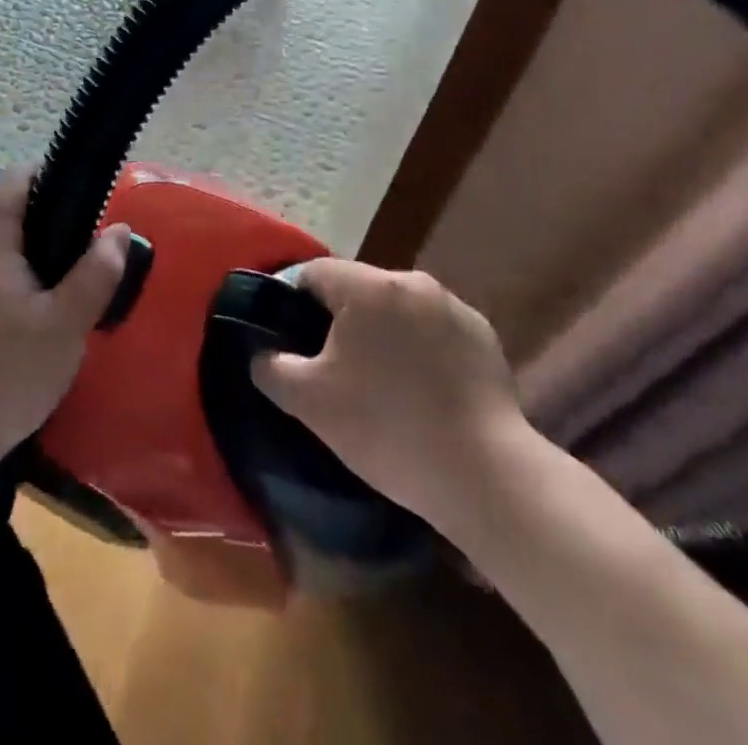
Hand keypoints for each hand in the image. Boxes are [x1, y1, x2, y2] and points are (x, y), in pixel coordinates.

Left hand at [0, 169, 125, 475]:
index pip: (13, 180)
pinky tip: (22, 322)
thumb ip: (95, 274)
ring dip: (23, 261)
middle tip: (81, 256)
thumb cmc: (6, 374)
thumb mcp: (65, 327)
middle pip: (4, 218)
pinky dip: (2, 286)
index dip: (46, 175)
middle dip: (43, 227)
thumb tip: (119, 231)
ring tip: (57, 292)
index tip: (79, 196)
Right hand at [251, 258, 529, 523]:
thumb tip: (263, 354)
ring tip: (383, 384)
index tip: (295, 343)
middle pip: (358, 289)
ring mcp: (453, 306)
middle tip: (336, 370)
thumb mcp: (310, 403)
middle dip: (342, 321)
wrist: (485, 474)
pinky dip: (422, 349)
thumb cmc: (387, 428)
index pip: (314, 273)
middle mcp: (411, 281)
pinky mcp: (483, 334)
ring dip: (384, 334)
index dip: (295, 303)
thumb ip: (272, 367)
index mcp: (367, 287)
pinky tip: (424, 392)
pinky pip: (435, 329)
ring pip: (398, 309)